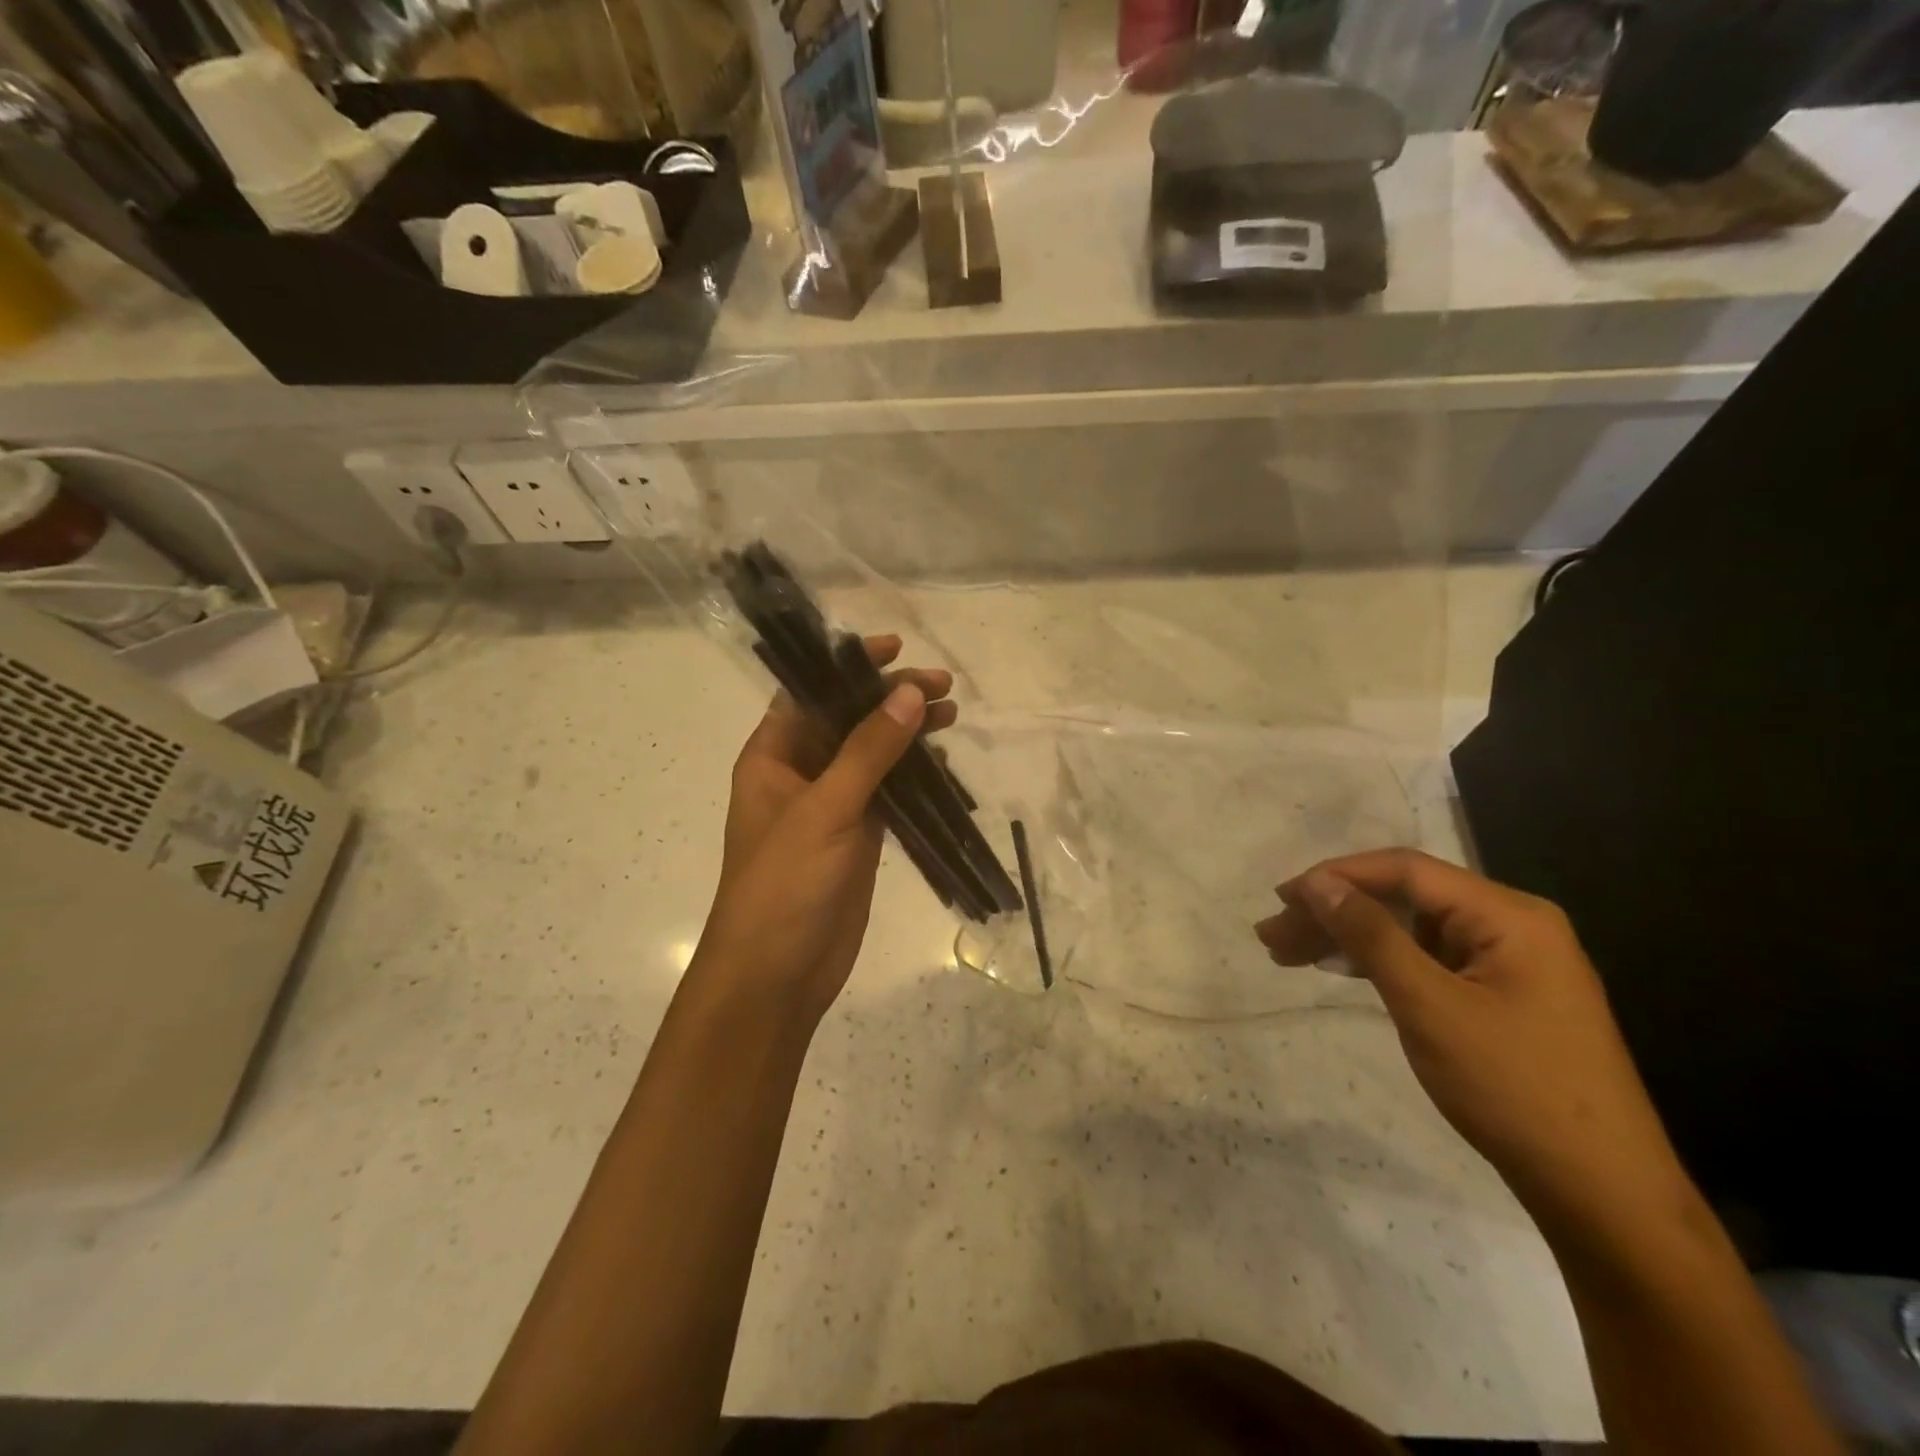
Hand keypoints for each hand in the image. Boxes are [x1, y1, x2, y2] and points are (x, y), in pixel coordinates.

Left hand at [692, 636, 955, 1026]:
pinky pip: (888, 791)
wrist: (777, 974)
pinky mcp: (859, 835)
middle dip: (890, 698)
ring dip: (907, 733)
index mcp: (773, 756)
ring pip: (873, 754)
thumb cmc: (784, 884)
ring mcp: (832, 805)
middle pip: (848, 719)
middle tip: (943, 686)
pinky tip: (943, 760)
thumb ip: (869, 750)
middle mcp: (800, 772)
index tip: (895, 648)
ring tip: (952, 714)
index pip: (810, 691)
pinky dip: (914, 774)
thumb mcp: (825, 810)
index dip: (849, 665)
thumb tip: (910, 693)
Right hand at [1256, 850, 1690, 1237]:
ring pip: (1410, 930)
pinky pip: (1427, 960)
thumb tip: (1317, 883)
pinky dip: (1380, 962)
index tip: (1282, 900)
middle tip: (1272, 935)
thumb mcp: (1429, 1006)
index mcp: (1509, 914)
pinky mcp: (1500, 996)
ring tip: (1288, 953)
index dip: (1336, 877)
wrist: (1604, 1195)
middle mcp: (1512, 925)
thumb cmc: (1514, 1090)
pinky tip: (1340, 970)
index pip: (1405, 870)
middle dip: (1334, 912)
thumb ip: (1371, 936)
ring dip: (1349, 938)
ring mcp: (1509, 962)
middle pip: (1404, 898)